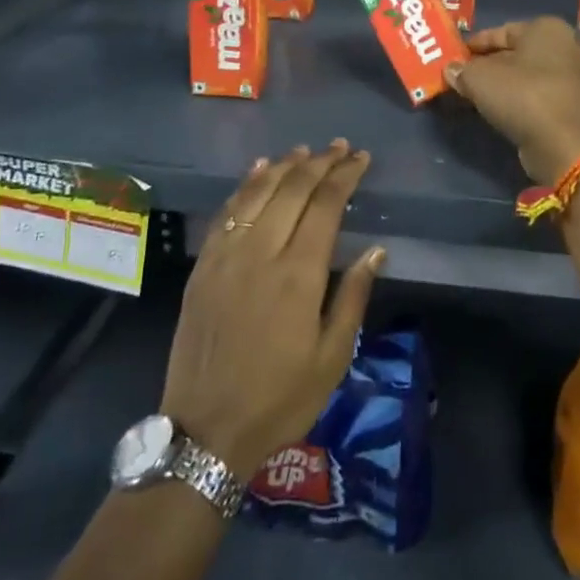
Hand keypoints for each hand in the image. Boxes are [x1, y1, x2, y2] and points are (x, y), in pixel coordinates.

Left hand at [161, 141, 384, 480]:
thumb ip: (353, 297)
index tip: (361, 158)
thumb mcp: (331, 358)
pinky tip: (259, 170)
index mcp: (298, 274)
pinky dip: (246, 185)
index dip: (345, 176)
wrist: (205, 432)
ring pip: (258, 192)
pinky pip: (227, 212)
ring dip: (284, 166)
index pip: (326, 205)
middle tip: (340, 147)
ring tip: (305, 151)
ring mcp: (226, 256)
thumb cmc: (279, 399)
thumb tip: (376, 250)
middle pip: (293, 189)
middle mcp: (261, 253)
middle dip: (320, 162)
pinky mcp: (203, 266)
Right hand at [445, 17, 579, 183]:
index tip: (457, 55)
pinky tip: (498, 109)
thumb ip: (462, 70)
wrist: (562, 144)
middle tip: (463, 75)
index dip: (477, 43)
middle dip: (488, 64)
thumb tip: (451, 70)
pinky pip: (538, 93)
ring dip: (502, 83)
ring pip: (527, 75)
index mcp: (547, 28)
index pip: (503, 30)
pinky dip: (518, 98)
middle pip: (516, 52)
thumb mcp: (480, 79)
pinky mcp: (572, 104)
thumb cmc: (522, 96)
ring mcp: (573, 77)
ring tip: (475, 94)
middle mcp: (566, 46)